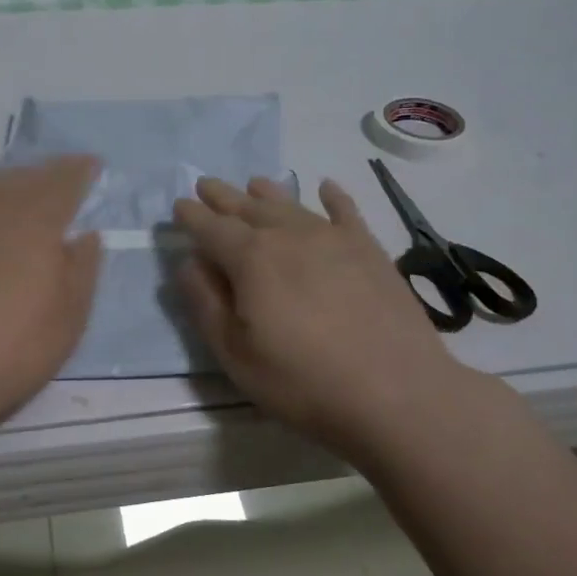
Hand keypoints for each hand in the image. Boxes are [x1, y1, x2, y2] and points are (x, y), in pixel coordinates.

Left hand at [0, 154, 101, 443]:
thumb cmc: (12, 350)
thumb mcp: (69, 318)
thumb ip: (82, 269)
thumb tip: (87, 234)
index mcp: (37, 223)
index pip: (64, 184)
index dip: (79, 171)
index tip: (92, 164)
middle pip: (22, 180)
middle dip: (43, 175)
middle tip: (58, 177)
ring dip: (1, 182)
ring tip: (15, 182)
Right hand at [173, 176, 481, 461]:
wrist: (397, 393)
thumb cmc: (303, 382)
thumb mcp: (235, 354)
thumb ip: (206, 304)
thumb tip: (189, 263)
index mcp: (251, 259)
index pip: (211, 228)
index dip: (192, 217)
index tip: (179, 206)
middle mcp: (289, 235)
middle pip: (248, 208)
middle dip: (223, 196)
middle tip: (206, 184)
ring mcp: (333, 238)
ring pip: (291, 205)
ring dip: (267, 192)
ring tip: (253, 183)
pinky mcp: (369, 249)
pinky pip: (346, 212)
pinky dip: (332, 196)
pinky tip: (326, 187)